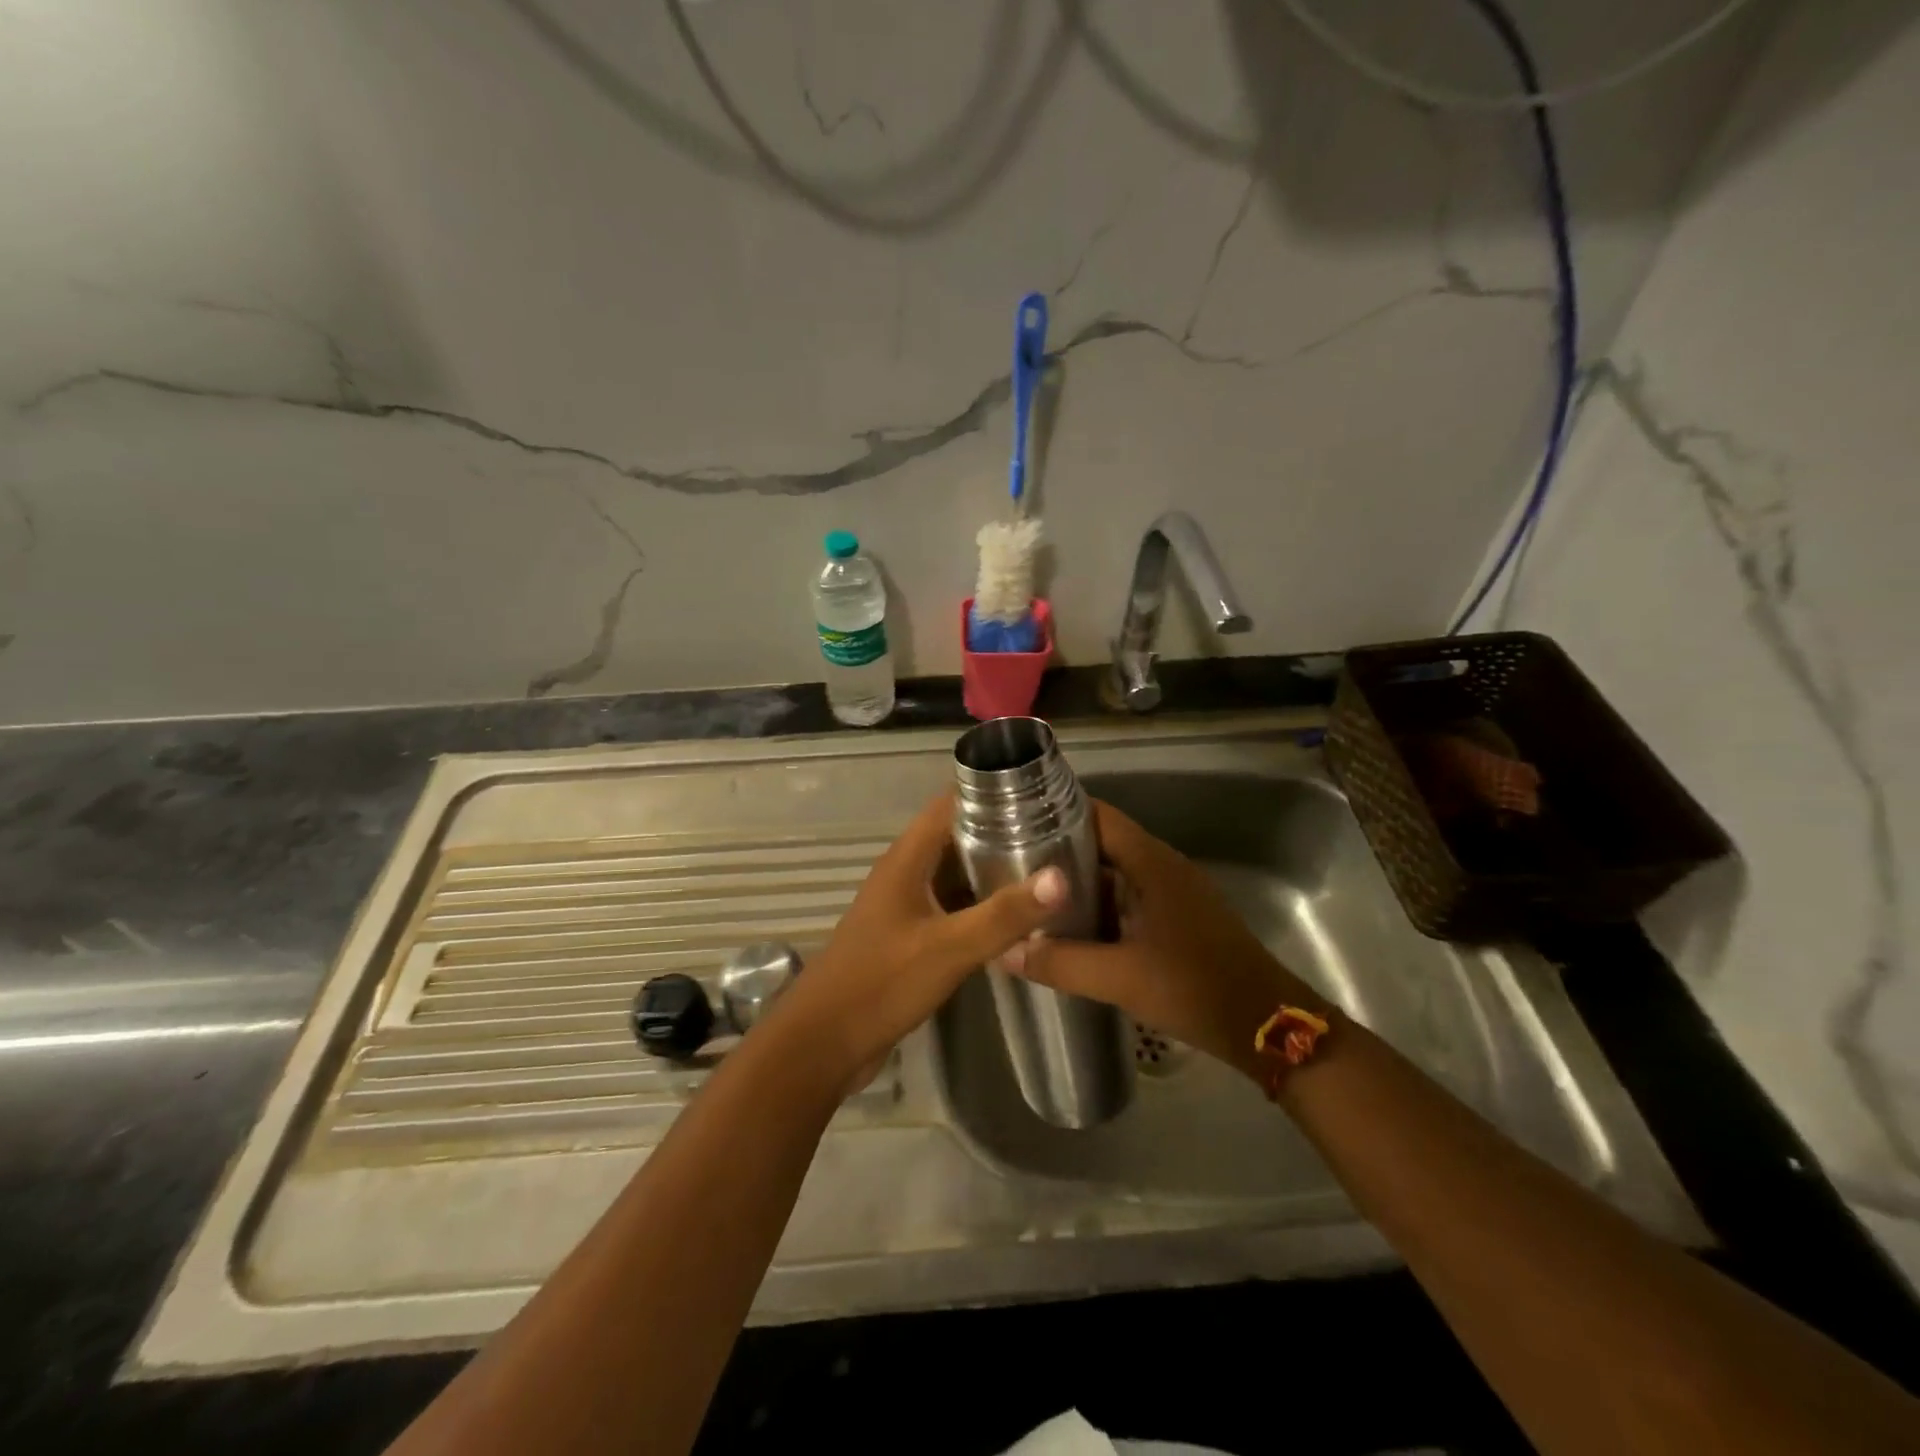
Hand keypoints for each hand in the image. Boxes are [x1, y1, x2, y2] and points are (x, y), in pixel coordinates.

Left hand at [765, 793, 1067, 1093]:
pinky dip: (980, 905)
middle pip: (955, 836)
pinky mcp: (908, 936)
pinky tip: (1016, 917)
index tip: (1040, 795)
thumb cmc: (880, 984)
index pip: (949, 804)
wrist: (823, 1044)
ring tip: (1046, 870)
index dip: (989, 792)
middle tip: (1056, 836)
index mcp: (906, 859)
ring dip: (992, 870)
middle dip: (1000, 832)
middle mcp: (904, 873)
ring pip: (954, 873)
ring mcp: (904, 905)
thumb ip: (1004, 914)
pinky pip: (950, 907)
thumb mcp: (949, 948)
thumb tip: (1061, 877)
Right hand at [1006, 800, 1323, 1081]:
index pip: (1098, 815)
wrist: (1268, 1026)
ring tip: (1033, 896)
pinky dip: (1101, 904)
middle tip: (1014, 866)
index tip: (1016, 825)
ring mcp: (1175, 891)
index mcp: (1151, 863)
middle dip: (1060, 851)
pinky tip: (1074, 928)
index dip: (1057, 813)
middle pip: (1103, 841)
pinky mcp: (1180, 916)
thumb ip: (1061, 963)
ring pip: (1116, 871)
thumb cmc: (1195, 988)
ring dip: (1079, 881)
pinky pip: (1131, 896)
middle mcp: (1162, 866)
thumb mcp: (1121, 978)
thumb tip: (1005, 951)